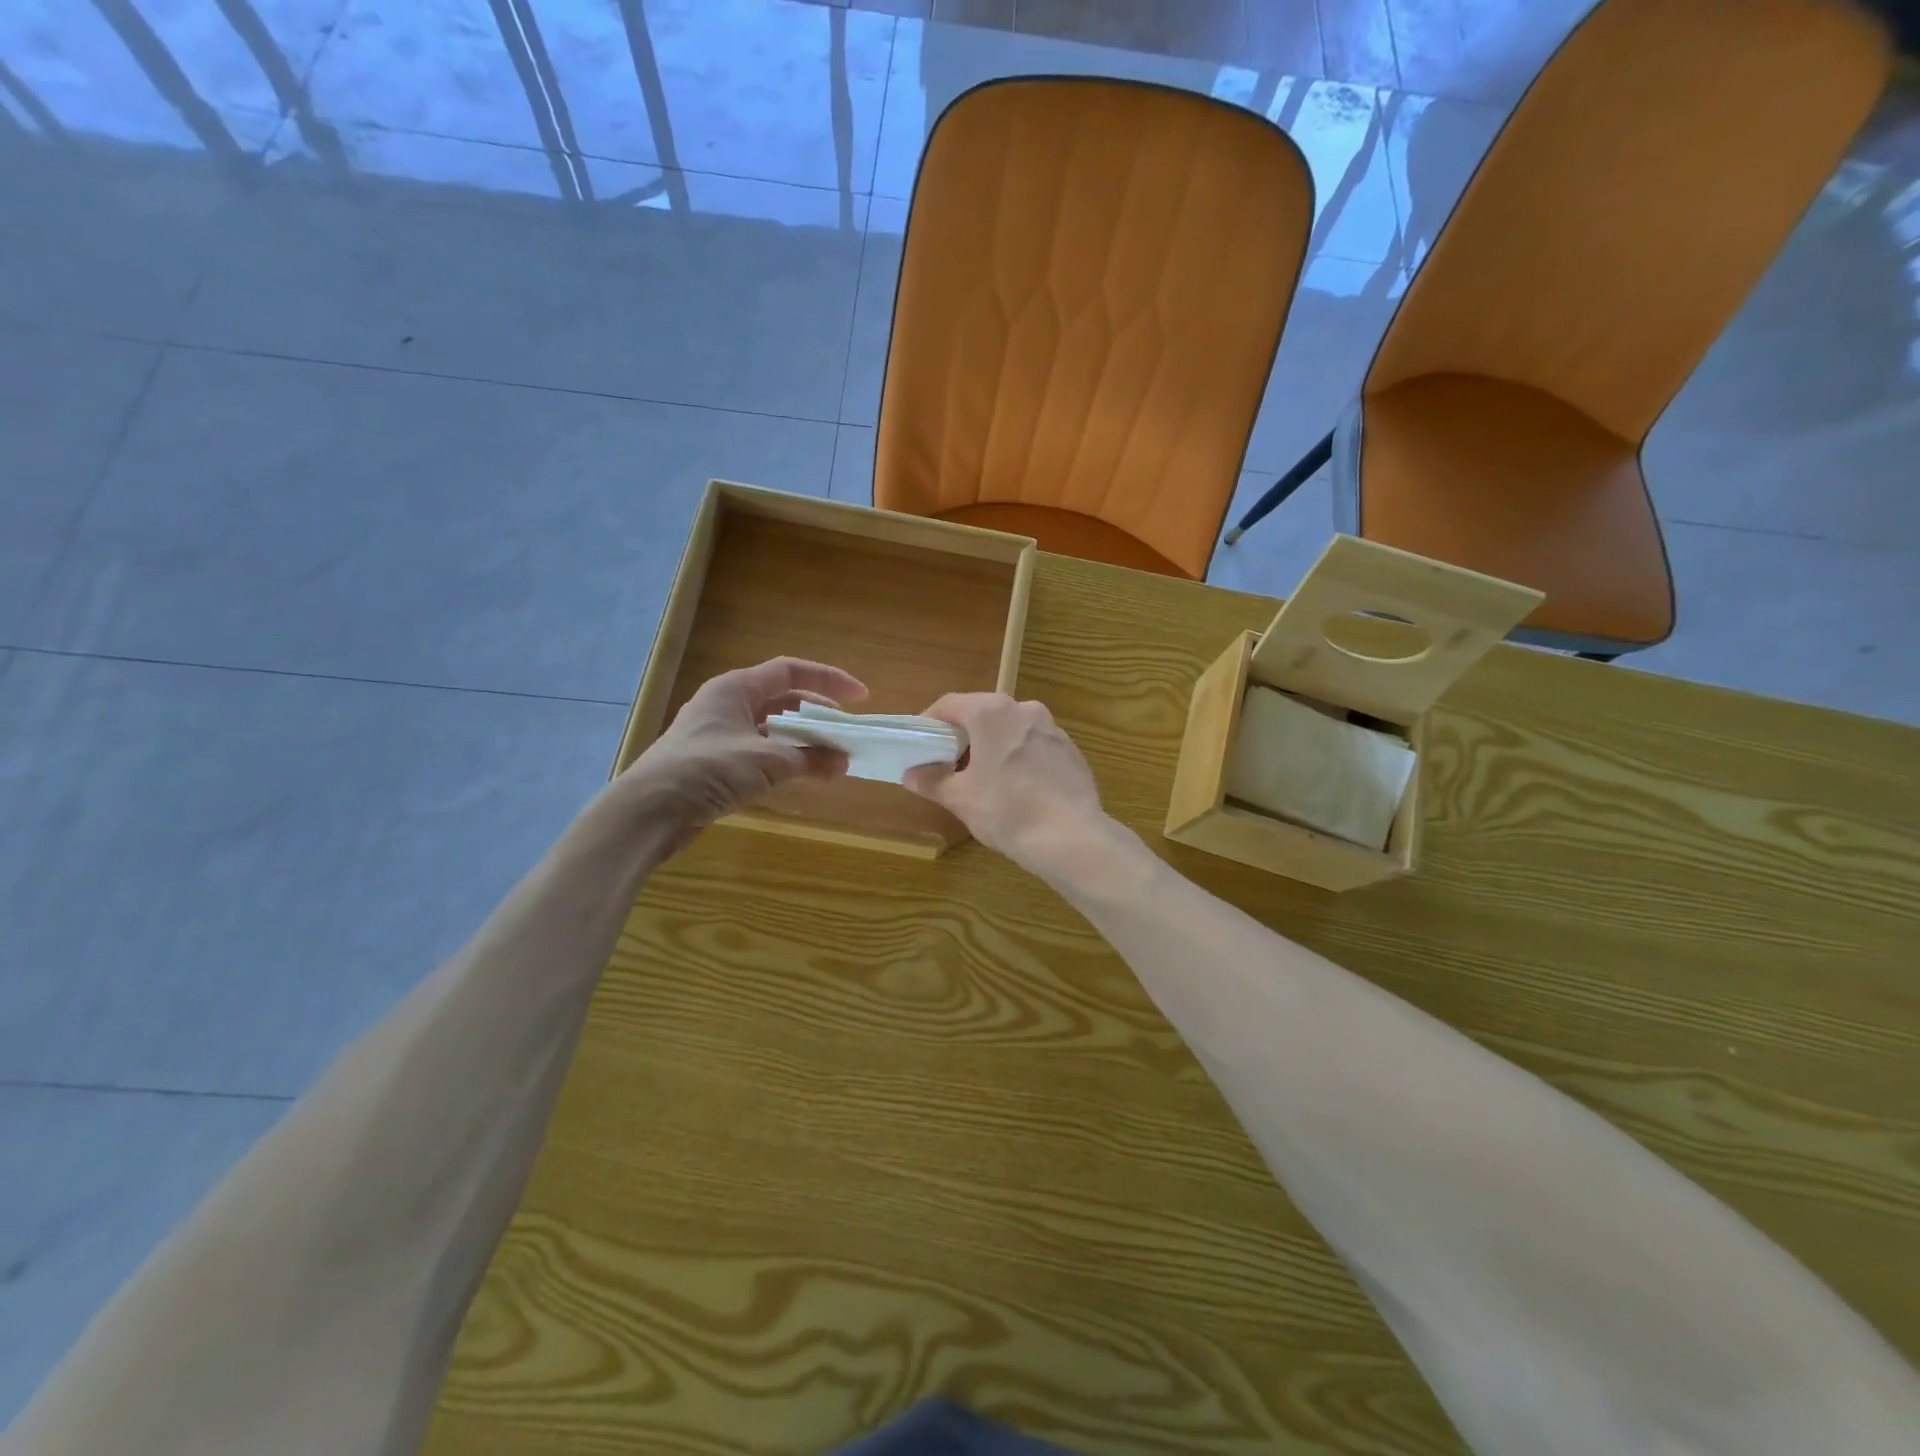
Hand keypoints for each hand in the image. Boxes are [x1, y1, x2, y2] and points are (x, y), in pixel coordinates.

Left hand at [623, 657, 866, 847]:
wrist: (649, 811)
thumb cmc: (707, 770)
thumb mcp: (766, 761)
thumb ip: (809, 759)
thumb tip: (844, 762)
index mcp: (735, 688)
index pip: (790, 672)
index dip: (828, 680)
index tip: (860, 698)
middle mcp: (727, 704)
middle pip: (782, 699)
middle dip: (817, 714)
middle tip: (846, 730)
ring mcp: (719, 734)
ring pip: (772, 728)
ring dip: (802, 740)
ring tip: (832, 756)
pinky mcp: (715, 763)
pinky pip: (760, 751)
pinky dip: (784, 759)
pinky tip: (802, 776)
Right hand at [905, 693, 1107, 874]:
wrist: (1070, 837)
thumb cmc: (1007, 810)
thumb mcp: (960, 798)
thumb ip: (932, 780)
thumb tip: (912, 774)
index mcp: (992, 712)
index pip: (950, 704)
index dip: (930, 722)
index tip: (921, 744)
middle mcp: (1025, 709)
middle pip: (983, 714)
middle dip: (964, 735)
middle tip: (949, 763)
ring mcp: (1053, 729)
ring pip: (1012, 730)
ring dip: (994, 746)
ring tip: (984, 778)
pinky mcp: (1072, 751)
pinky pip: (1036, 747)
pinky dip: (1021, 759)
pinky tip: (1018, 790)